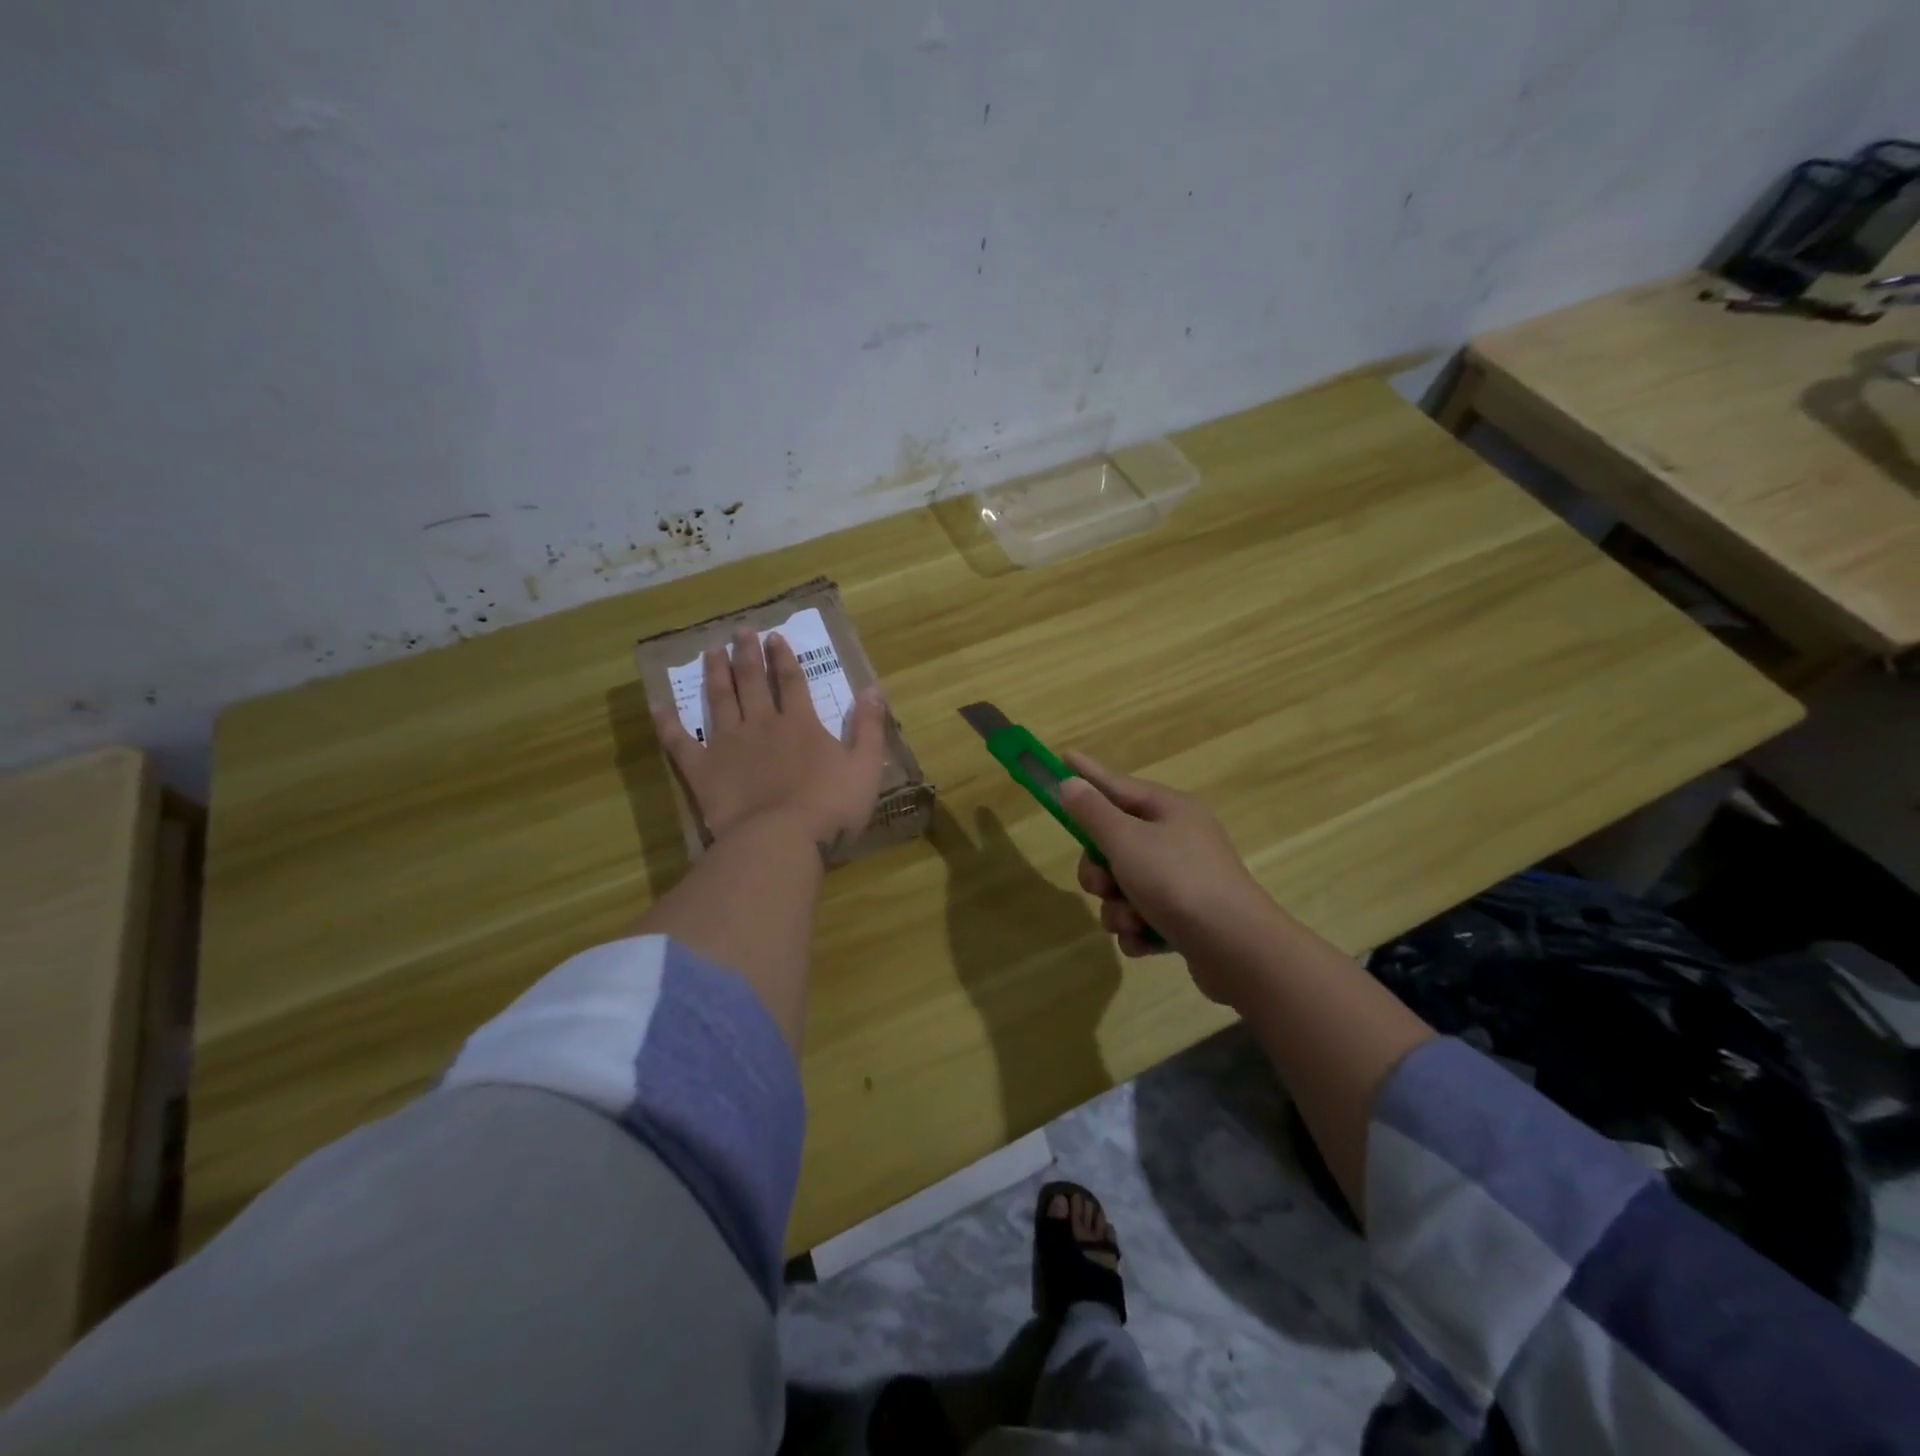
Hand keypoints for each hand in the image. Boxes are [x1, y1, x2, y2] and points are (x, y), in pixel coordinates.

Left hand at [655, 628, 888, 858]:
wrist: (781, 839)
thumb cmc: (830, 806)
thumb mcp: (865, 767)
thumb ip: (869, 727)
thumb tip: (873, 689)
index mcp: (800, 724)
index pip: (793, 682)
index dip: (784, 658)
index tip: (774, 637)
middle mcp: (762, 724)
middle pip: (753, 683)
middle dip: (747, 655)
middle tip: (739, 631)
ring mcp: (728, 745)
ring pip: (720, 700)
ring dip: (716, 674)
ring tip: (710, 651)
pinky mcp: (703, 770)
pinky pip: (681, 742)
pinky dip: (669, 724)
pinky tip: (659, 706)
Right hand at [1059, 753, 1282, 1003]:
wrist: (1235, 947)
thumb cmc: (1177, 881)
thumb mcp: (1126, 840)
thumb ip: (1093, 812)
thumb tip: (1071, 783)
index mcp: (1169, 810)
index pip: (1117, 785)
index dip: (1087, 775)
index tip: (1064, 757)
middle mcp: (1178, 839)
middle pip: (1115, 844)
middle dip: (1099, 871)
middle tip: (1100, 885)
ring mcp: (1184, 880)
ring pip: (1125, 886)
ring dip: (1117, 907)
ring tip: (1131, 920)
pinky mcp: (1186, 918)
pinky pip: (1143, 917)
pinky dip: (1138, 929)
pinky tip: (1145, 940)